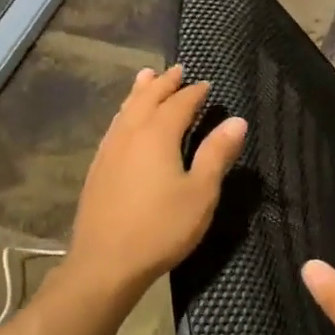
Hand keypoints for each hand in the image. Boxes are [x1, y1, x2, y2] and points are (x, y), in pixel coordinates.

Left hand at [63, 65, 246, 297]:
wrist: (105, 264)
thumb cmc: (161, 228)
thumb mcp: (201, 193)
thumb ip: (217, 154)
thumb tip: (237, 121)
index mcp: (157, 135)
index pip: (179, 103)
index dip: (195, 93)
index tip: (207, 84)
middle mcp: (129, 134)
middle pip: (146, 98)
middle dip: (163, 83)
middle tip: (177, 70)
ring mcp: (109, 151)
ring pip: (125, 110)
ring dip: (139, 92)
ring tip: (146, 78)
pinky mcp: (98, 169)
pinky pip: (114, 127)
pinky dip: (125, 113)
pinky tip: (125, 122)